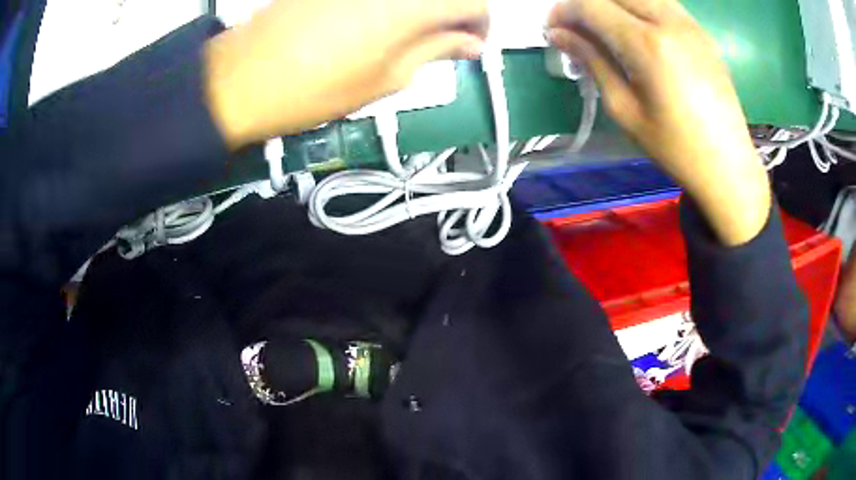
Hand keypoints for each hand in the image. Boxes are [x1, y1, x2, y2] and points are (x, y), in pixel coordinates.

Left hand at [205, 0, 487, 148]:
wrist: (241, 77)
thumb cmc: (315, 89)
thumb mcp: (386, 79)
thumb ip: (435, 52)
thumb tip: (468, 43)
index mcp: (412, 4)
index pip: (473, 3)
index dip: (480, 24)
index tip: (471, 45)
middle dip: (455, 13)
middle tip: (446, 39)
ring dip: (424, 7)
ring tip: (413, 32)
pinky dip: (393, 3)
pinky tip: (382, 17)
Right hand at [547, 0, 769, 245]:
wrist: (728, 165)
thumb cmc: (675, 148)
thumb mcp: (625, 109)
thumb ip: (592, 61)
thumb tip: (558, 34)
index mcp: (647, 44)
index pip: (591, 5)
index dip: (564, 11)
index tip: (553, 29)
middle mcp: (669, 22)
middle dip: (586, 4)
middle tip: (576, 27)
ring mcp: (689, 23)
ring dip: (614, 3)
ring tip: (604, 26)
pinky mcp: (701, 32)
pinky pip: (662, 2)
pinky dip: (640, 7)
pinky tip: (636, 29)